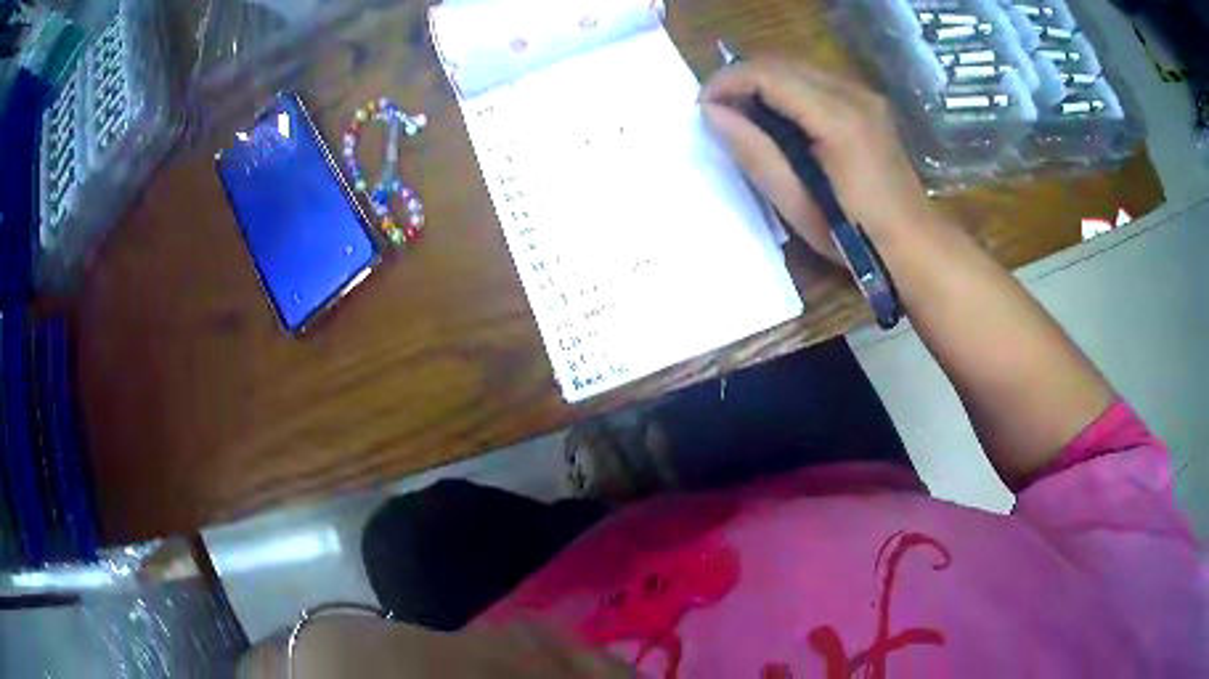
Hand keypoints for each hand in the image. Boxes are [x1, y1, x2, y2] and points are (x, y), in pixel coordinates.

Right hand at [700, 58, 937, 259]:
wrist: (915, 244)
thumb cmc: (855, 236)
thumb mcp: (796, 203)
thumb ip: (754, 152)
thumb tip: (712, 112)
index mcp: (836, 118)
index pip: (767, 74)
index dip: (726, 82)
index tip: (702, 107)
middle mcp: (852, 94)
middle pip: (781, 62)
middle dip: (741, 78)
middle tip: (718, 111)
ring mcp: (865, 95)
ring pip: (798, 66)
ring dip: (763, 82)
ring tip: (744, 115)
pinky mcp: (870, 104)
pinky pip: (817, 80)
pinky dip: (789, 89)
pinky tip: (780, 118)